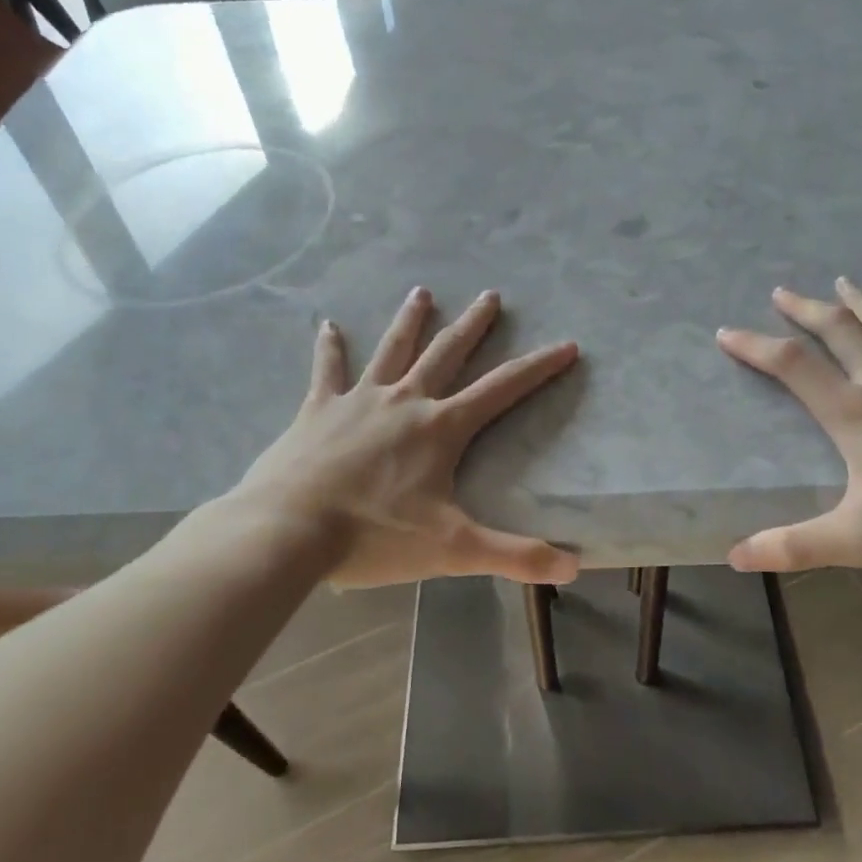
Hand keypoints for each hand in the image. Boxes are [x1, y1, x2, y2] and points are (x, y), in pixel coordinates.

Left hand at [208, 287, 581, 588]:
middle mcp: (405, 402)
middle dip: (474, 325)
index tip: (567, 345)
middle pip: (447, 353)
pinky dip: (329, 348)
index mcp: (441, 428)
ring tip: (421, 292)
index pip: (503, 389)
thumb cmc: (374, 535)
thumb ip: (515, 556)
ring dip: (410, 321)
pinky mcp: (318, 411)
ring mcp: (359, 401)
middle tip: (491, 295)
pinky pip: (327, 371)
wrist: (288, 530)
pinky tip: (327, 325)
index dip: (538, 367)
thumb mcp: (453, 549)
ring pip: (392, 350)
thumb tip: (573, 569)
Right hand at [717, 279, 861, 576]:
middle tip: (781, 293)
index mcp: (854, 413)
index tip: (726, 332)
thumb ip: (794, 547)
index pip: (792, 365)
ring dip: (859, 304)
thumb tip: (735, 556)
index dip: (755, 346)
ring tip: (841, 283)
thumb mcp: (857, 541)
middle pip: (839, 331)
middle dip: (805, 310)